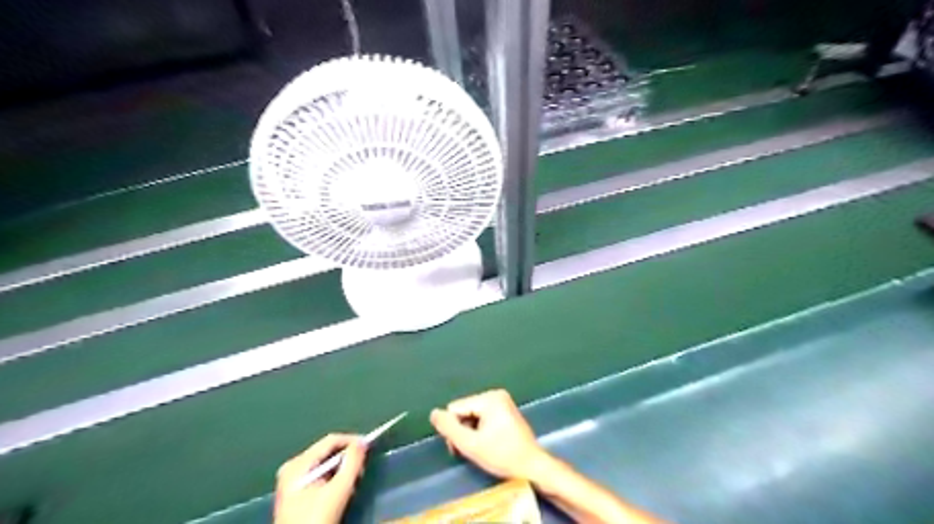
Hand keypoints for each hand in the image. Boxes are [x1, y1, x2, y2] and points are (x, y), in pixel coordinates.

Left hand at [272, 434, 365, 523]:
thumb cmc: (316, 520)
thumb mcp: (338, 491)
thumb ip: (352, 463)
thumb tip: (362, 442)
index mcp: (297, 465)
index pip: (330, 440)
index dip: (351, 440)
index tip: (369, 446)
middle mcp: (292, 468)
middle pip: (327, 451)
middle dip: (347, 457)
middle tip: (362, 467)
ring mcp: (291, 480)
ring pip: (324, 463)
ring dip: (342, 469)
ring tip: (354, 480)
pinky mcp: (295, 491)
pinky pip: (319, 474)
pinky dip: (333, 477)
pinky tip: (341, 489)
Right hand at [431, 389, 551, 481]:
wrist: (532, 466)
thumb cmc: (502, 456)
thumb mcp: (471, 445)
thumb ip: (450, 428)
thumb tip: (433, 413)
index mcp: (489, 398)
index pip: (455, 409)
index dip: (454, 429)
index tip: (462, 447)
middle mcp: (496, 394)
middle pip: (464, 410)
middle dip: (463, 430)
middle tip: (470, 450)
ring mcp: (502, 401)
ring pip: (472, 415)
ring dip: (471, 432)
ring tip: (479, 449)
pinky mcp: (506, 410)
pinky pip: (483, 416)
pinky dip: (480, 430)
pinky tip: (487, 444)